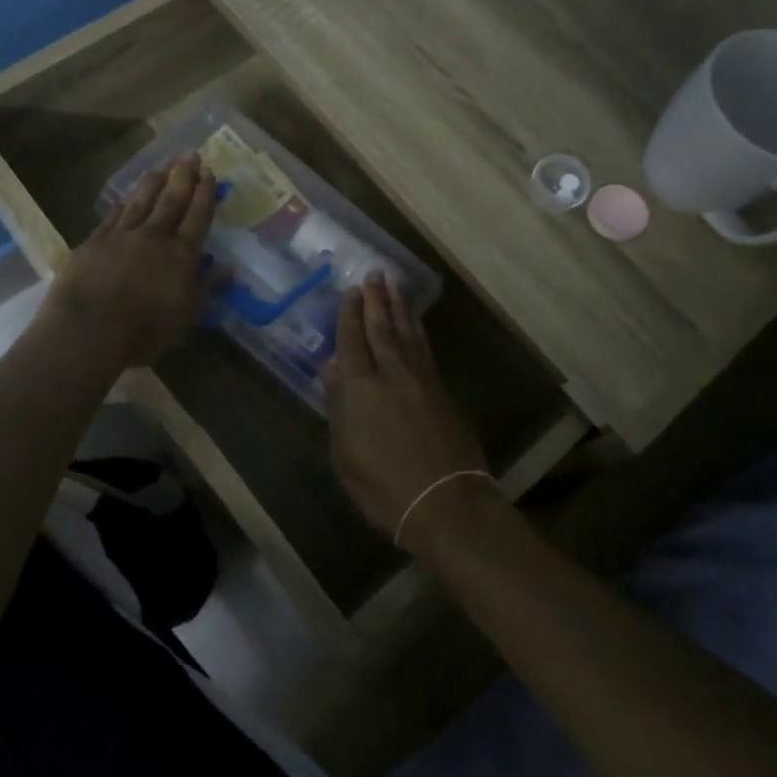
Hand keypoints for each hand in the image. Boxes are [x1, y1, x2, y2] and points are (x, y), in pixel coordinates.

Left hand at [40, 153, 216, 368]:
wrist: (88, 329)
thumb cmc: (144, 330)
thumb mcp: (186, 316)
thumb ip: (207, 288)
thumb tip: (228, 267)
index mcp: (181, 254)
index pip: (198, 217)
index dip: (206, 194)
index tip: (211, 172)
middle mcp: (154, 237)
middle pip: (171, 200)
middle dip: (183, 176)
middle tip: (190, 154)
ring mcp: (121, 236)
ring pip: (141, 202)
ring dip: (153, 183)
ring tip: (161, 167)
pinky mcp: (93, 242)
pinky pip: (113, 216)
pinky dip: (123, 203)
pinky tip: (126, 197)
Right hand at [322, 273, 493, 546]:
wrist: (445, 502)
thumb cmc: (383, 487)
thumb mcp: (345, 454)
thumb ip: (338, 406)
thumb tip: (331, 368)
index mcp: (360, 389)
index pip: (352, 341)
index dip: (350, 315)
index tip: (351, 291)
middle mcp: (391, 374)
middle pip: (382, 328)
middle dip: (377, 299)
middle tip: (375, 273)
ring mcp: (421, 380)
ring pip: (407, 333)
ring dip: (400, 307)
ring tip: (394, 285)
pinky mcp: (442, 390)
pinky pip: (425, 348)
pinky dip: (418, 330)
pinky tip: (415, 323)